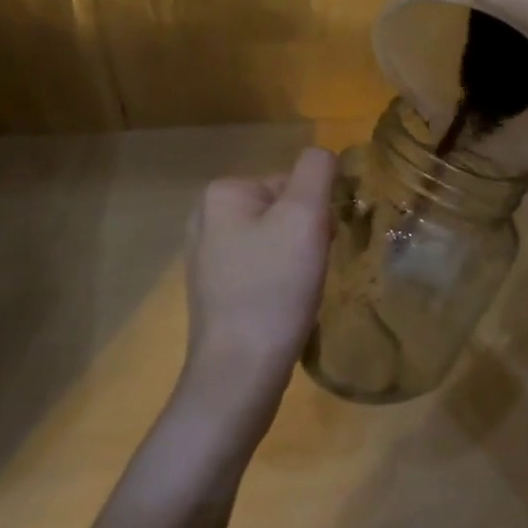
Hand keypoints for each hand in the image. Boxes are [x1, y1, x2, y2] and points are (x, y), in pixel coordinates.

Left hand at [178, 147, 337, 428]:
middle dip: (305, 236)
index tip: (318, 246)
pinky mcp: (212, 291)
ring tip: (297, 293)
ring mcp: (205, 256)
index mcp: (222, 192)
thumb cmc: (273, 288)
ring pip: (273, 241)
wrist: (238, 373)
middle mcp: (205, 217)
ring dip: (295, 261)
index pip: (292, 183)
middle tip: (309, 272)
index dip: (316, 213)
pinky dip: (277, 283)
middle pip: (282, 210)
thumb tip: (323, 155)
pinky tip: (280, 308)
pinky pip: (259, 269)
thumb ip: (317, 171)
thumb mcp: (305, 216)